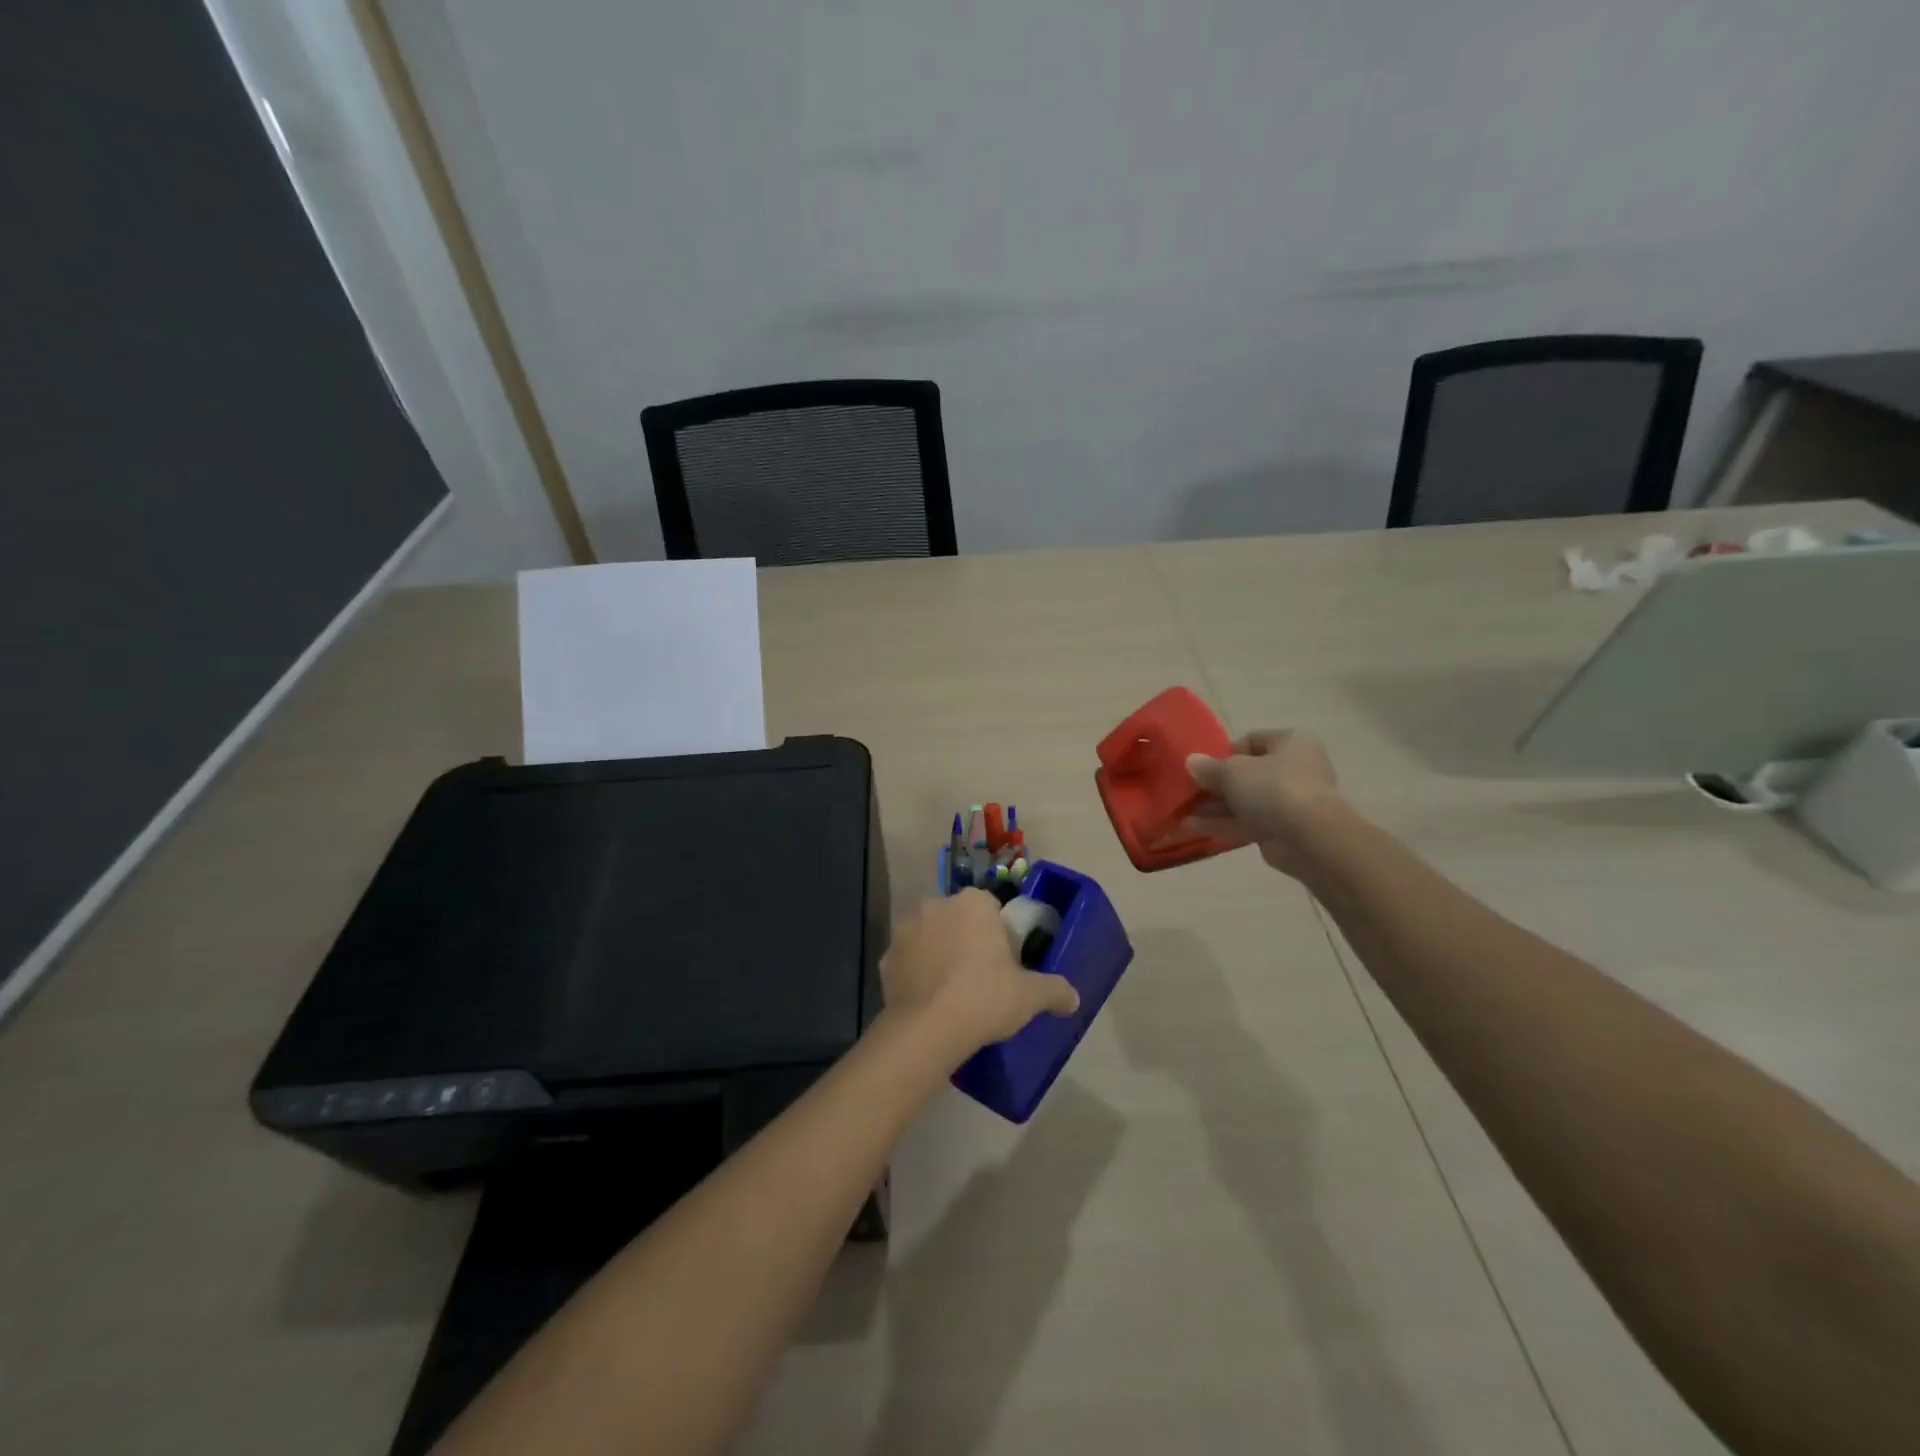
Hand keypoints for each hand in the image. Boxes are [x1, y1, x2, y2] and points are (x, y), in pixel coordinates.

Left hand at [881, 891, 1079, 1056]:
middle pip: (957, 919)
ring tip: (951, 992)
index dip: (998, 934)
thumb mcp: (1031, 996)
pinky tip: (928, 1001)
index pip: (990, 908)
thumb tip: (1074, 998)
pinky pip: (908, 961)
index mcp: (973, 903)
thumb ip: (1055, 991)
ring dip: (938, 954)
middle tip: (981, 977)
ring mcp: (905, 930)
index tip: (1004, 962)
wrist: (928, 1029)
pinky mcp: (885, 958)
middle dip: (966, 940)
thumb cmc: (985, 998)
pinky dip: (916, 975)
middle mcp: (935, 905)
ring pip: (929, 937)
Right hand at [1185, 728, 1341, 878]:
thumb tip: (1192, 762)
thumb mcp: (1233, 771)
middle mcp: (1294, 768)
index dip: (1225, 751)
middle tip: (1188, 790)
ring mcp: (1289, 802)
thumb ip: (1209, 767)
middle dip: (1215, 784)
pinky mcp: (1282, 829)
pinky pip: (1246, 823)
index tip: (1203, 764)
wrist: (1309, 838)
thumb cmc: (1274, 788)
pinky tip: (1191, 828)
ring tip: (1181, 813)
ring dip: (1213, 807)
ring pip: (1244, 800)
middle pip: (1247, 773)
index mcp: (1291, 742)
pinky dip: (1221, 824)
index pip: (1253, 740)